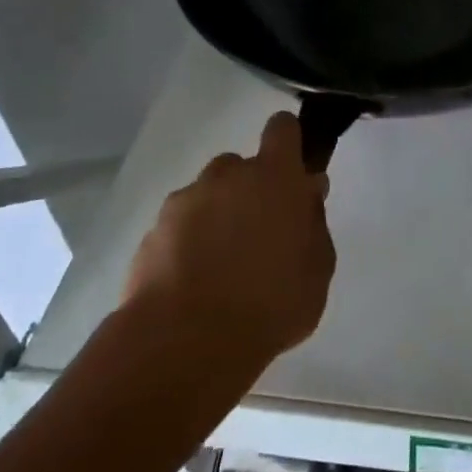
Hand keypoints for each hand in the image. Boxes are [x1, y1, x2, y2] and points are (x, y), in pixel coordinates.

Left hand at [123, 113, 334, 365]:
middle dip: (251, 191)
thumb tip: (307, 194)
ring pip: (208, 196)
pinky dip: (187, 244)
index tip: (293, 173)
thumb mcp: (318, 268)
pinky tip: (193, 283)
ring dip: (217, 216)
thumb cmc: (271, 303)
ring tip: (222, 267)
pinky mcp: (152, 232)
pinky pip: (179, 226)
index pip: (282, 129)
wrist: (186, 343)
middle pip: (241, 166)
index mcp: (275, 177)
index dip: (288, 142)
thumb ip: (314, 223)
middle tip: (260, 236)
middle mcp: (227, 177)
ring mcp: (185, 202)